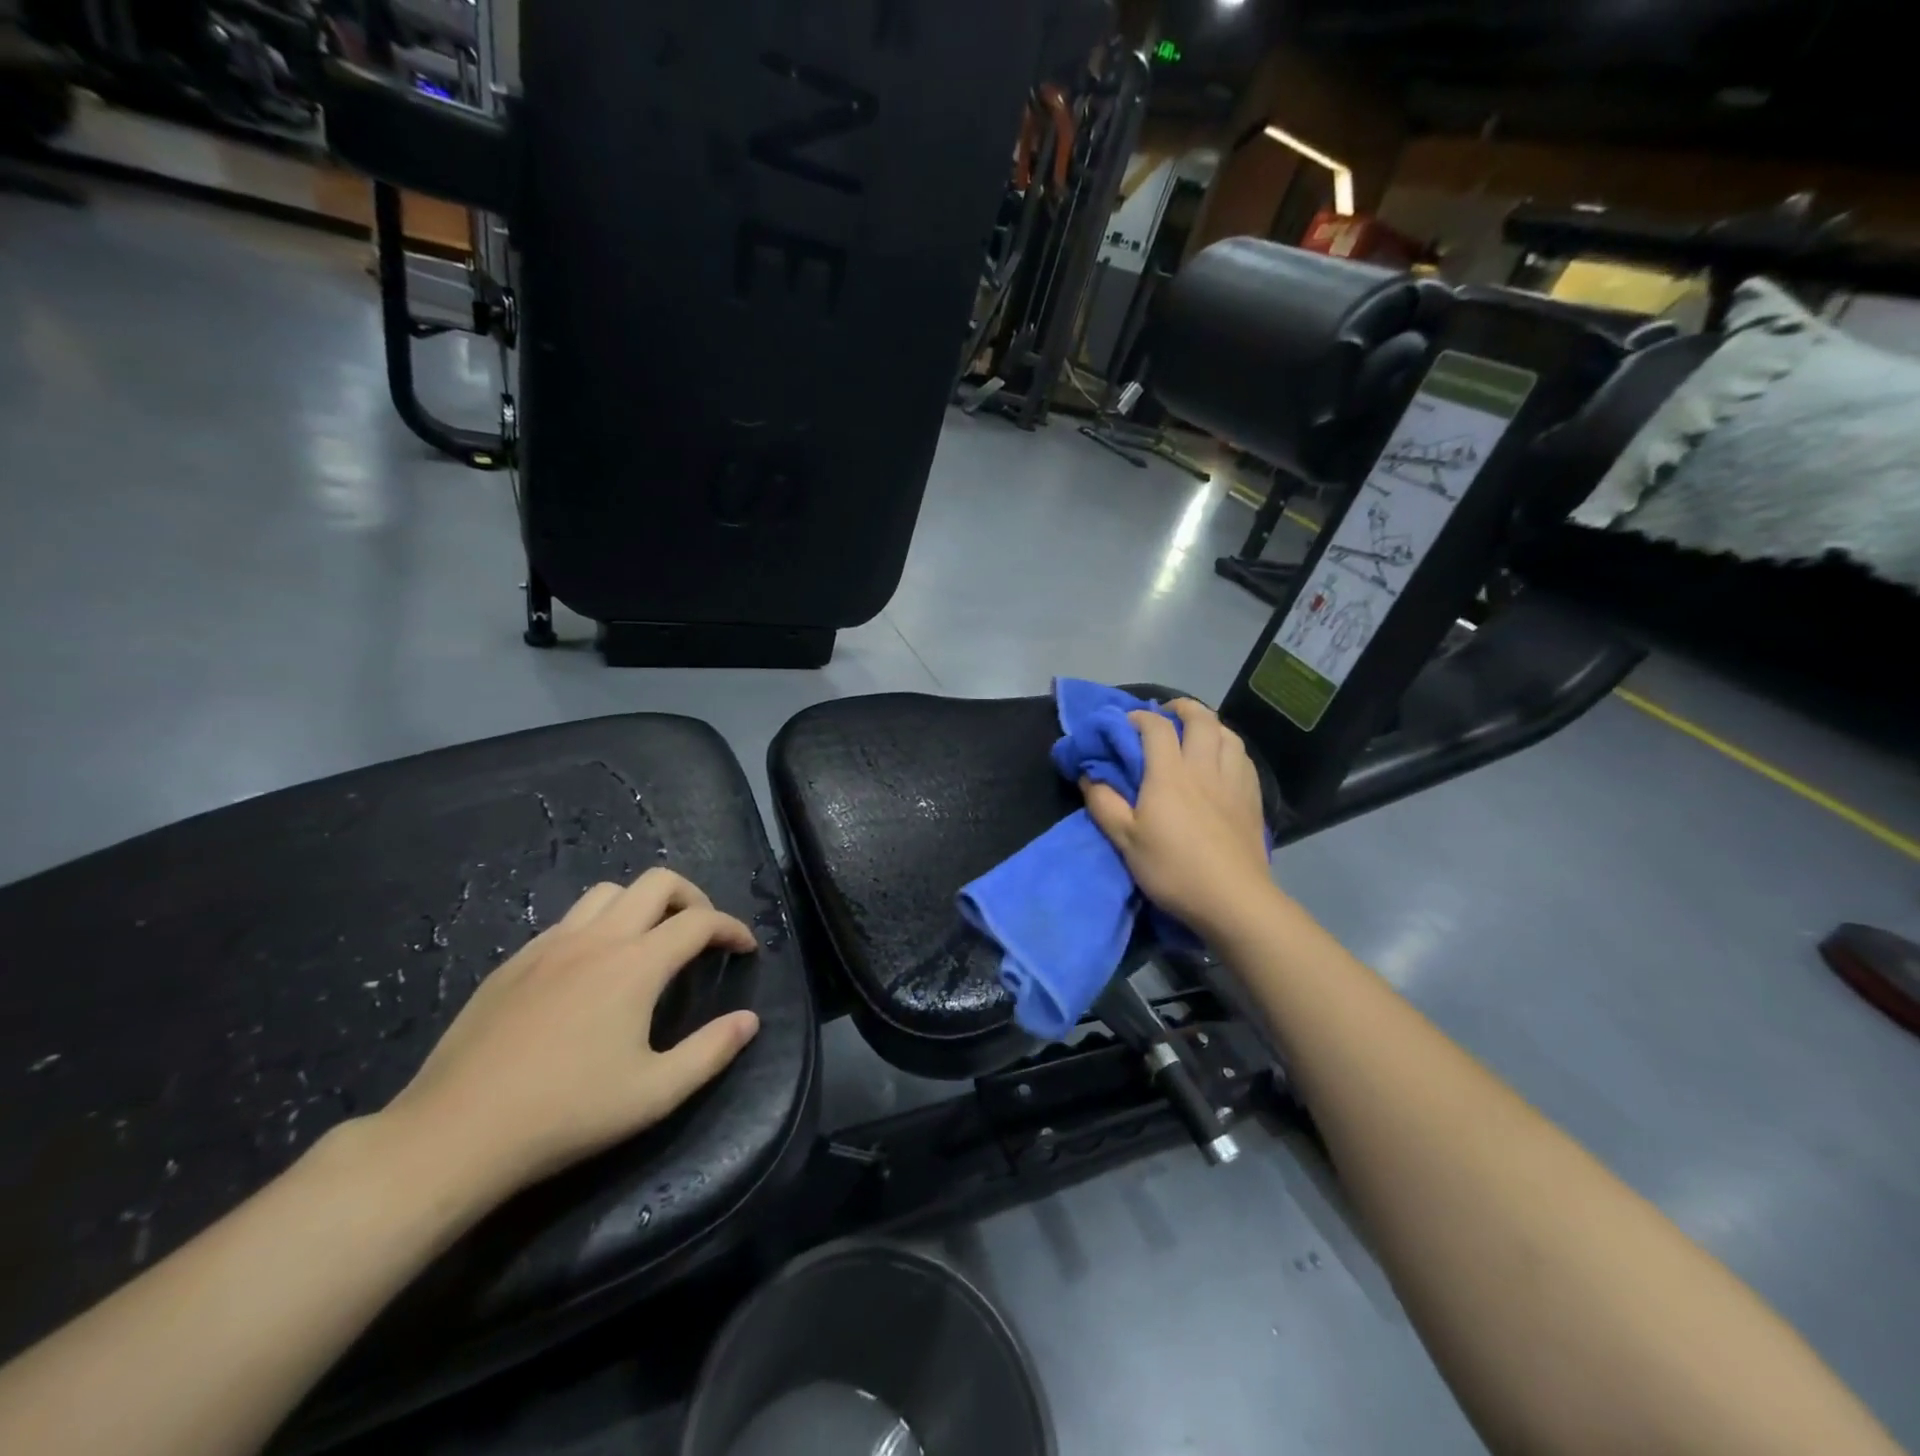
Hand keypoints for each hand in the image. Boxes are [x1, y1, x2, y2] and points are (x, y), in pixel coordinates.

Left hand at [373, 870, 760, 1203]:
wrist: (454, 1134)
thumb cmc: (566, 1114)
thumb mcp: (654, 1094)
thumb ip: (711, 1051)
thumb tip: (749, 1020)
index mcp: (635, 965)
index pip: (699, 921)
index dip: (731, 928)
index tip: (745, 948)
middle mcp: (597, 939)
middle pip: (657, 882)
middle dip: (693, 898)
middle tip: (701, 935)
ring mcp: (550, 945)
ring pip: (609, 892)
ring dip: (642, 904)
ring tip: (650, 941)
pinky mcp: (514, 962)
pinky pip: (569, 920)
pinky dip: (599, 925)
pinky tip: (592, 969)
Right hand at [1081, 699, 1272, 938]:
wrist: (1233, 900)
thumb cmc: (1173, 869)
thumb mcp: (1125, 841)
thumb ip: (1104, 804)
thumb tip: (1089, 776)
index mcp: (1169, 774)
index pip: (1156, 727)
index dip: (1139, 717)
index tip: (1126, 723)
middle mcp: (1204, 767)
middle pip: (1200, 718)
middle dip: (1181, 708)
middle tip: (1166, 714)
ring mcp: (1234, 781)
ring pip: (1227, 733)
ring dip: (1209, 724)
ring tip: (1196, 733)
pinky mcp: (1252, 798)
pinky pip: (1243, 757)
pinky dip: (1229, 747)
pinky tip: (1223, 760)